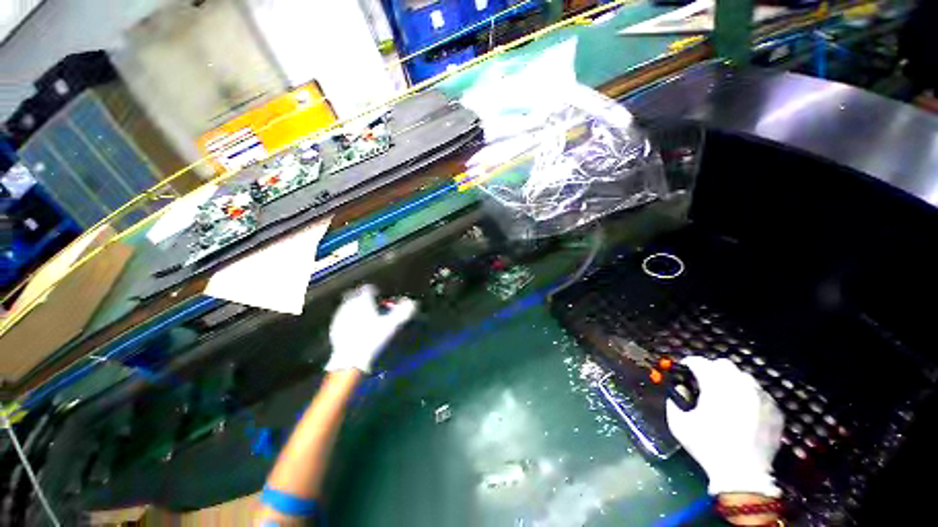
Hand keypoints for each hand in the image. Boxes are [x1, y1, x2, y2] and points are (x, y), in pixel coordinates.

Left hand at [325, 284, 416, 372]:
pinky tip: (354, 326)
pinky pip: (342, 316)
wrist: (350, 359)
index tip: (379, 295)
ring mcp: (339, 316)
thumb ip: (403, 312)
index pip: (368, 288)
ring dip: (355, 306)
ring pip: (348, 305)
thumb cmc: (372, 339)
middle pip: (355, 294)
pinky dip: (349, 317)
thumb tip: (413, 302)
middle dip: (363, 296)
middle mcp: (349, 305)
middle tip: (372, 304)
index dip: (375, 290)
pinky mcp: (334, 327)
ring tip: (364, 314)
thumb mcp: (391, 325)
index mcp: (362, 302)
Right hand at [666, 357, 783, 497]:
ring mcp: (761, 398)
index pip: (700, 362)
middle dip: (712, 369)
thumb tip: (679, 390)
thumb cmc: (707, 447)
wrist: (743, 475)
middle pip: (724, 364)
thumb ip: (673, 401)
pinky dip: (749, 396)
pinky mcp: (775, 410)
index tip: (685, 371)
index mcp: (715, 386)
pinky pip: (760, 393)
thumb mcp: (679, 424)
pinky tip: (743, 411)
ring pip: (744, 377)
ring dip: (732, 382)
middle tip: (706, 383)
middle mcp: (740, 386)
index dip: (689, 364)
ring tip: (726, 397)